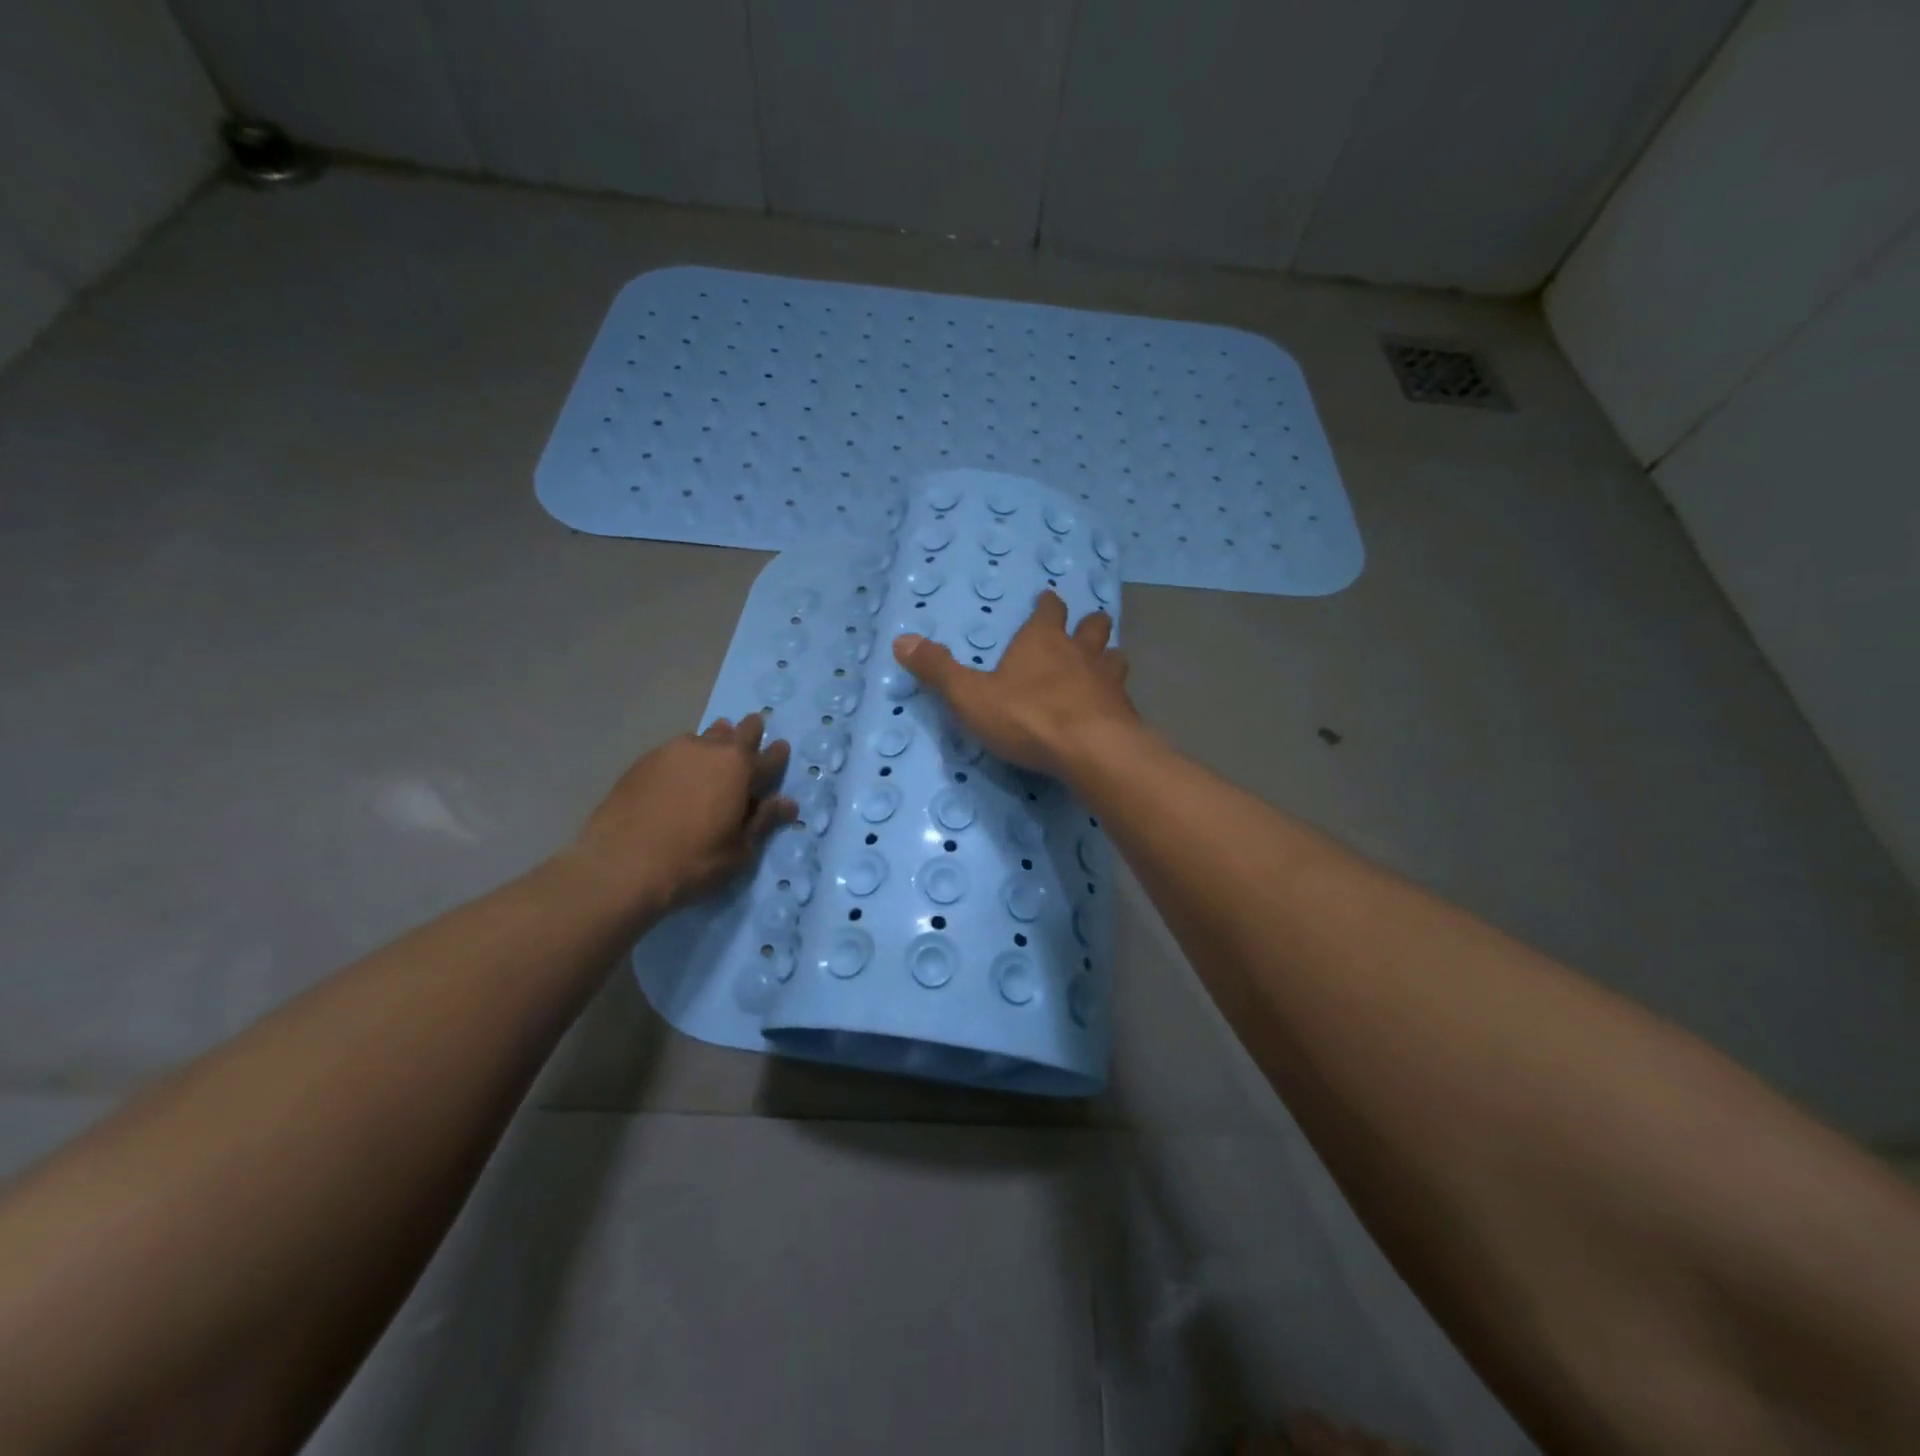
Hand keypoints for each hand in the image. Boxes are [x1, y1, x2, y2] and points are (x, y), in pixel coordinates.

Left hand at [566, 714, 795, 919]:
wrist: (621, 864)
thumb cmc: (693, 860)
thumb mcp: (739, 849)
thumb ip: (763, 820)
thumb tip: (787, 803)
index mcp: (740, 768)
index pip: (769, 757)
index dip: (777, 755)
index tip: (782, 748)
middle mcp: (710, 750)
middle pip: (737, 732)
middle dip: (749, 731)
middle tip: (754, 729)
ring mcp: (673, 751)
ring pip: (704, 737)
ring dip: (716, 739)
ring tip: (717, 745)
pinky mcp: (644, 761)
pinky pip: (675, 751)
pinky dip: (686, 756)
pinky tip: (681, 770)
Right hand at [893, 590, 1136, 778]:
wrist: (1090, 751)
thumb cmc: (1027, 716)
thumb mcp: (970, 696)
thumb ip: (938, 670)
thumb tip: (900, 641)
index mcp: (1043, 641)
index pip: (1049, 610)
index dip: (1047, 605)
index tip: (1048, 600)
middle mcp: (1081, 652)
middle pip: (1093, 626)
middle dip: (1089, 624)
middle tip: (1085, 629)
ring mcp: (1109, 681)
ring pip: (1115, 656)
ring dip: (1109, 657)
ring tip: (1103, 666)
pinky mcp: (1126, 712)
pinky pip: (1124, 696)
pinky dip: (1117, 698)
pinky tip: (1111, 710)